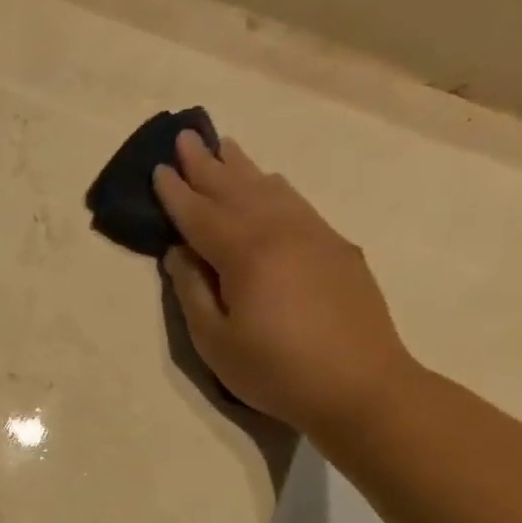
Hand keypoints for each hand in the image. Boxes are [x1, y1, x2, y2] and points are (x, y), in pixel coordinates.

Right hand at [156, 132, 416, 435]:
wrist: (362, 387)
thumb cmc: (275, 370)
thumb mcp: (215, 340)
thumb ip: (193, 290)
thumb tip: (179, 253)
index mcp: (247, 254)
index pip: (201, 215)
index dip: (176, 193)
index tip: (159, 167)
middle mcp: (282, 232)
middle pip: (237, 190)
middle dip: (208, 164)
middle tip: (187, 135)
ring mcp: (316, 236)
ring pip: (271, 191)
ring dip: (243, 168)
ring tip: (224, 146)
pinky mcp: (338, 249)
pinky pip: (297, 204)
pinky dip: (275, 188)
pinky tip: (269, 183)